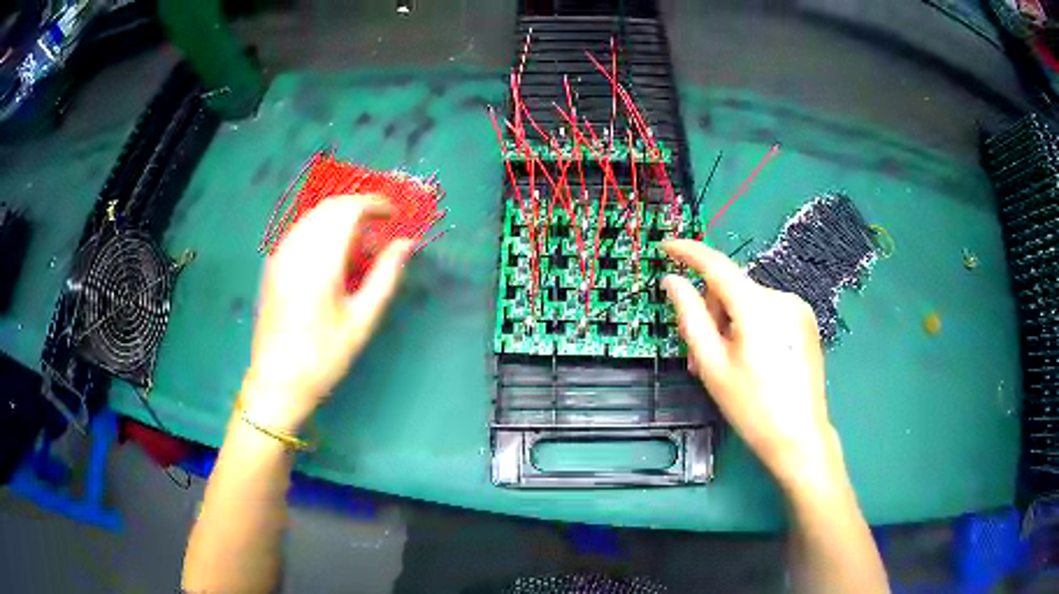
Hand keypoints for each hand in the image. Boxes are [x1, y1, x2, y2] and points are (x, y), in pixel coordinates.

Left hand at [242, 196, 413, 431]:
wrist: (276, 382)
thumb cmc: (323, 358)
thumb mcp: (361, 321)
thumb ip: (385, 276)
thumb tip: (406, 243)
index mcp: (319, 263)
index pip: (348, 210)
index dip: (375, 204)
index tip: (394, 215)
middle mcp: (296, 249)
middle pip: (330, 206)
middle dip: (359, 208)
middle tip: (381, 229)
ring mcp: (280, 255)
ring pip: (314, 215)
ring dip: (340, 218)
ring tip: (359, 244)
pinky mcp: (273, 264)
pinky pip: (301, 229)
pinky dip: (322, 229)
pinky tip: (333, 255)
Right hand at [661, 239, 835, 486]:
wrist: (799, 437)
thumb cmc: (752, 407)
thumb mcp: (712, 365)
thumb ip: (690, 317)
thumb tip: (673, 281)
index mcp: (757, 306)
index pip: (716, 265)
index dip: (688, 252)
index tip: (666, 246)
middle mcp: (781, 297)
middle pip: (732, 289)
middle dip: (711, 314)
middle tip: (701, 357)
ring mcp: (797, 309)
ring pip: (748, 302)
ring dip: (729, 324)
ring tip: (725, 365)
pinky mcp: (805, 322)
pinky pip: (767, 312)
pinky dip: (749, 327)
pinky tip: (750, 360)